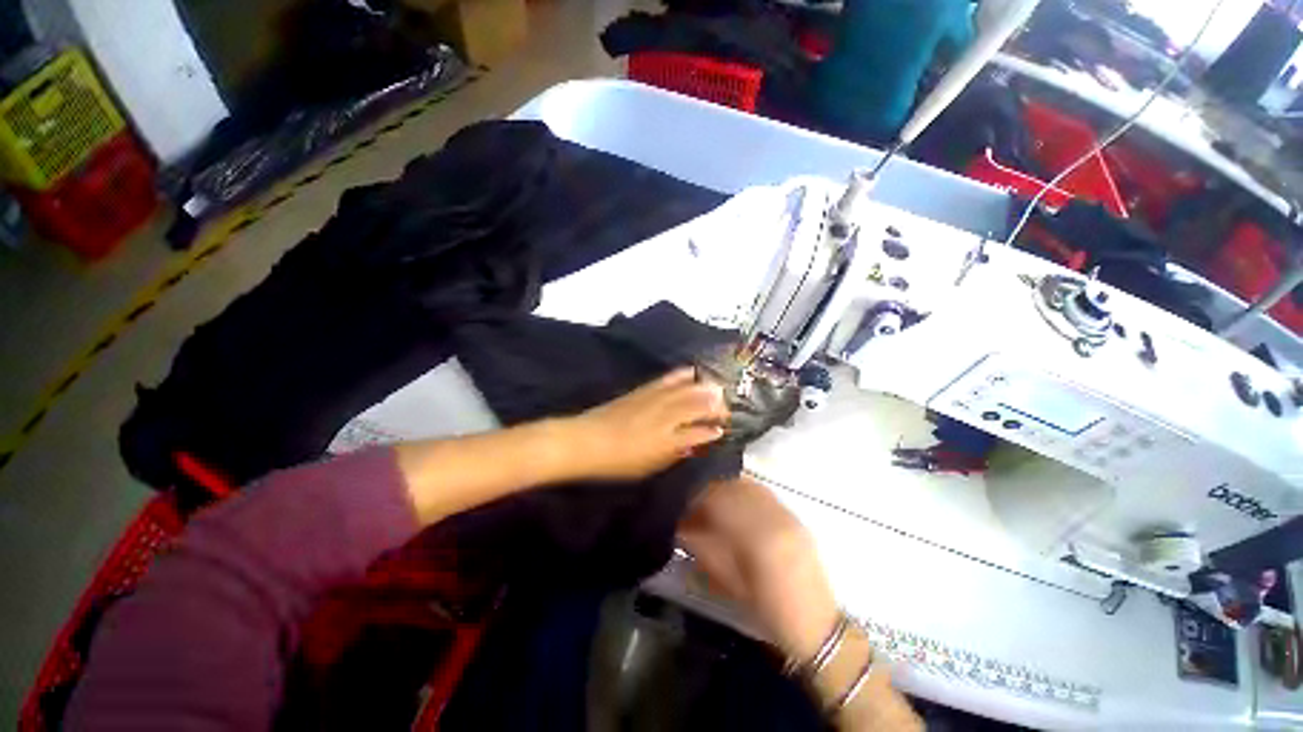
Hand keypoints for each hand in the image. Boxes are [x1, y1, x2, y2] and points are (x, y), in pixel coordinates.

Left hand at [561, 367, 728, 480]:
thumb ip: (675, 453)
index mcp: (667, 440)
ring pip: (686, 391)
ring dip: (704, 389)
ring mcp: (654, 400)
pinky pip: (667, 379)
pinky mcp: (643, 390)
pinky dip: (682, 375)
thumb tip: (694, 442)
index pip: (698, 432)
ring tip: (717, 389)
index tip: (723, 429)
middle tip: (726, 407)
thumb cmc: (617, 462)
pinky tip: (691, 372)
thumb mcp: (649, 465)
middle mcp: (665, 417)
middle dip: (715, 405)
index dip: (713, 429)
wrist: (586, 441)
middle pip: (697, 406)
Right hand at [678, 476, 838, 661]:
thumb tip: (682, 525)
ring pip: (747, 485)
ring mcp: (786, 512)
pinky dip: (742, 492)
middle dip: (708, 491)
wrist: (816, 624)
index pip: (718, 500)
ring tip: (712, 504)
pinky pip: (761, 492)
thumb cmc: (768, 611)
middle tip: (693, 505)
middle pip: (732, 487)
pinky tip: (734, 505)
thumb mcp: (728, 584)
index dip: (695, 500)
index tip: (681, 508)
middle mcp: (773, 516)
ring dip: (725, 489)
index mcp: (756, 537)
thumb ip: (703, 548)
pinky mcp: (793, 514)